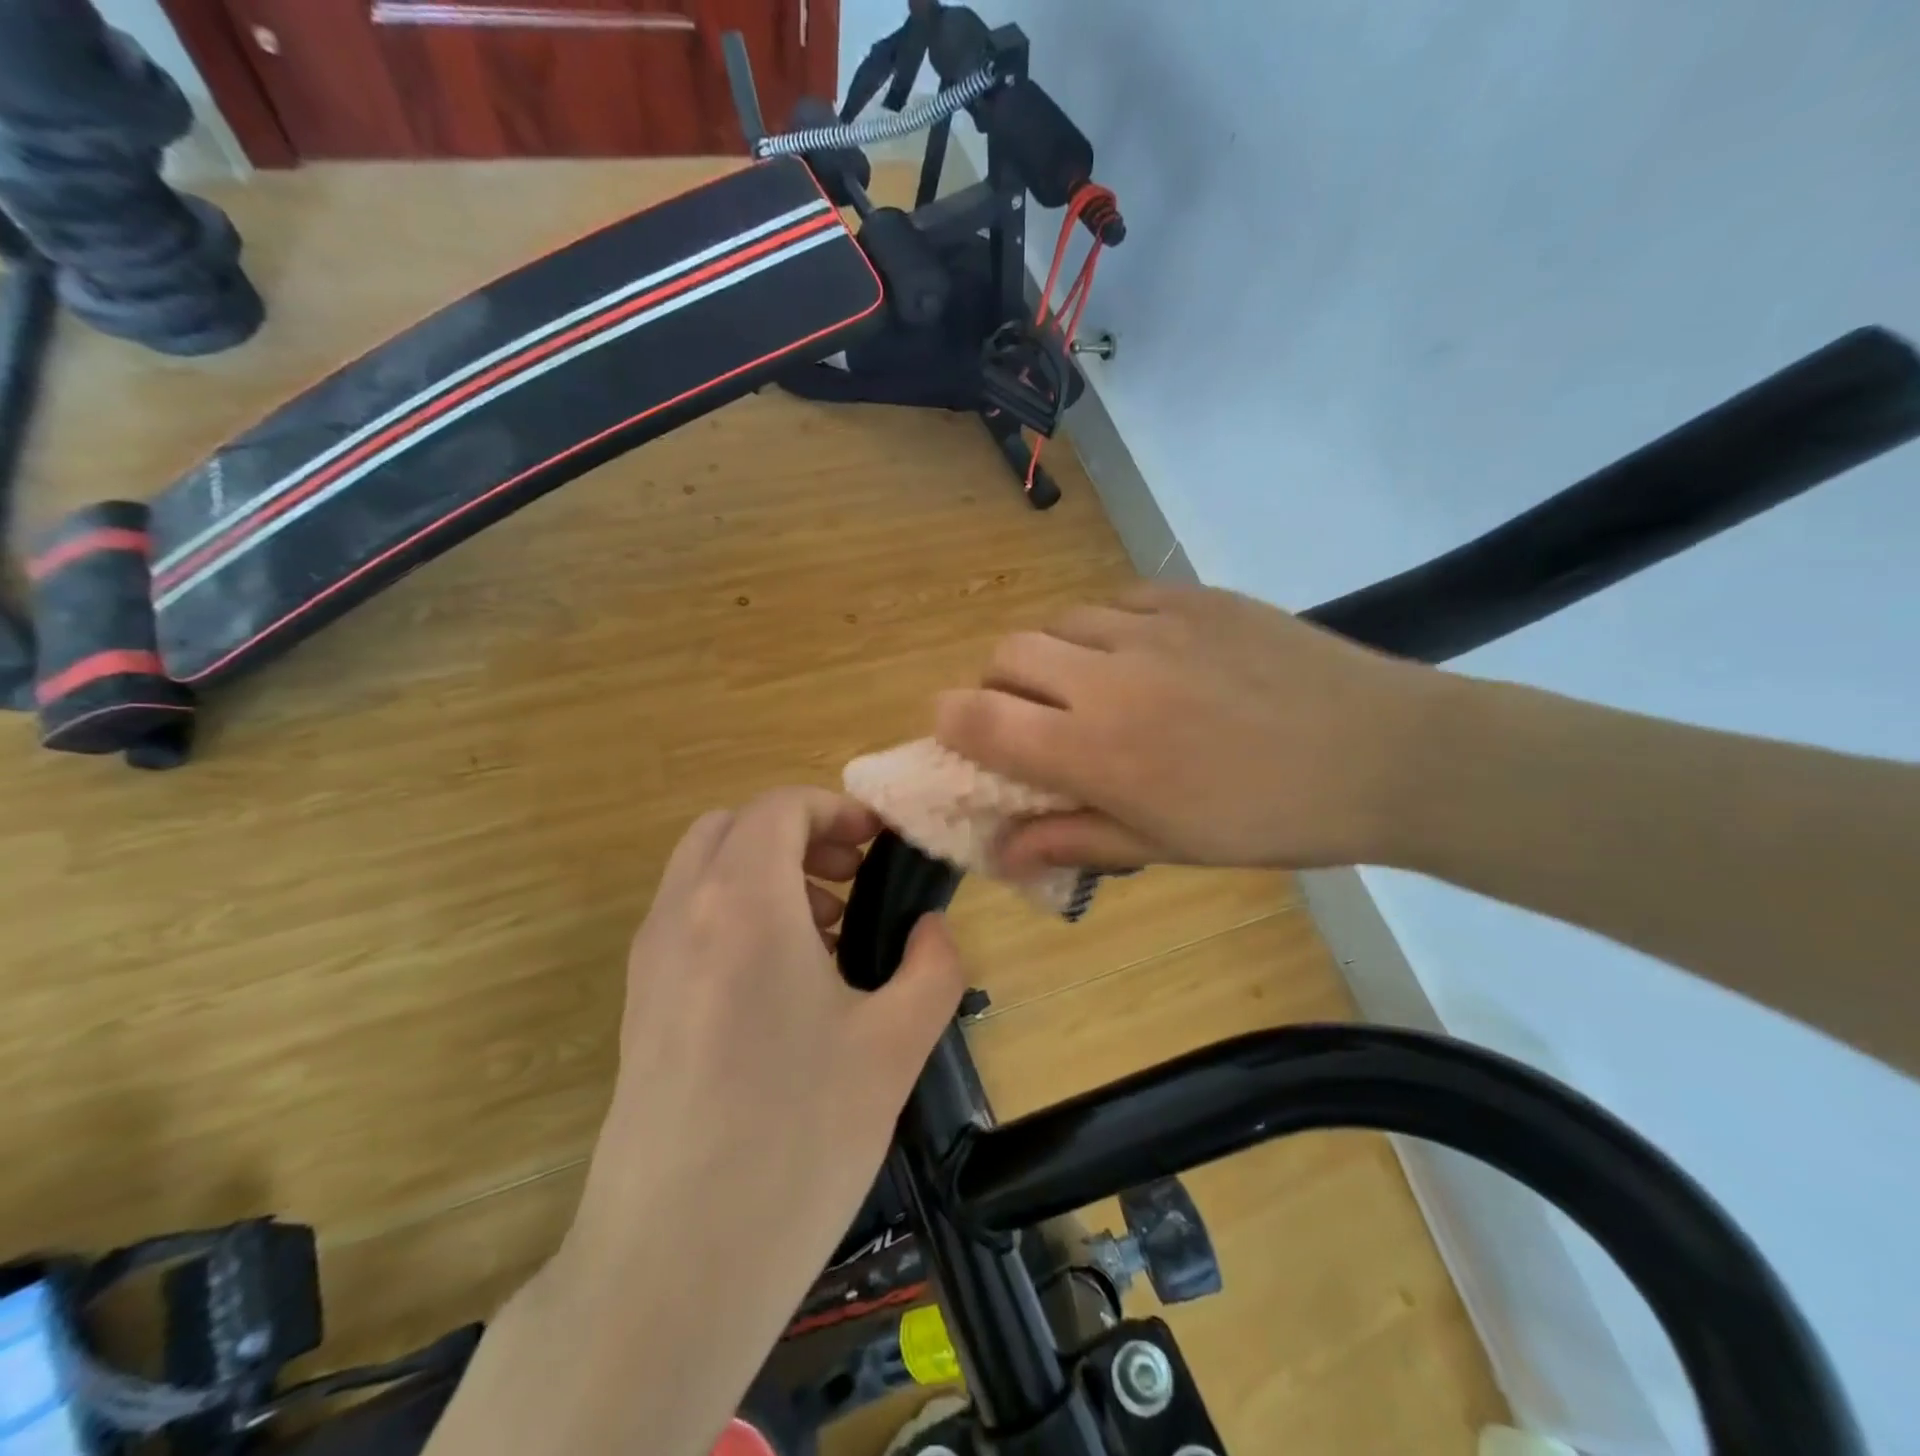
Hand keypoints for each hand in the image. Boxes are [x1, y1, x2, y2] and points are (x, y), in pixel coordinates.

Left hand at [572, 785, 962, 1266]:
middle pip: (732, 826)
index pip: (779, 807)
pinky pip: (687, 921)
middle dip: (797, 833)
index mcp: (743, 903)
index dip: (835, 809)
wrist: (672, 1264)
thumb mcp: (895, 1046)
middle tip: (851, 878)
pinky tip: (783, 987)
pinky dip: (735, 914)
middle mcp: (682, 914)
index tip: (879, 845)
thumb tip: (932, 930)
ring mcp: (649, 961)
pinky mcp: (637, 1007)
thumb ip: (933, 967)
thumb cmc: (796, 1138)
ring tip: (826, 933)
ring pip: (703, 871)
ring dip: (765, 873)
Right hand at [935, 584, 1444, 872]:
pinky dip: (1107, 628)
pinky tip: (1145, 655)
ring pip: (1059, 621)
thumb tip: (1002, 851)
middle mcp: (1106, 678)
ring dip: (1054, 656)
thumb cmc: (1267, 819)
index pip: (977, 718)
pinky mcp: (1191, 595)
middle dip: (999, 685)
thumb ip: (1073, 840)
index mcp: (1095, 751)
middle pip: (1005, 654)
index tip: (960, 735)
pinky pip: (1116, 600)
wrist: (1382, 753)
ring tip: (1094, 685)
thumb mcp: (1165, 845)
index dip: (950, 723)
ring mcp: (1151, 626)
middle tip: (1034, 716)